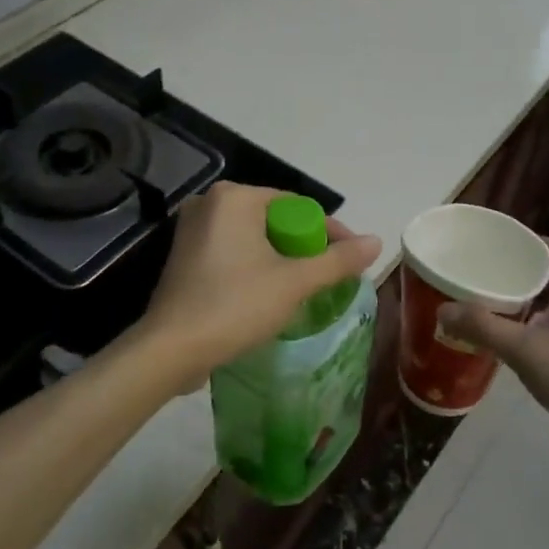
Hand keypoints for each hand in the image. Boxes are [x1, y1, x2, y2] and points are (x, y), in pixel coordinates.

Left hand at [140, 182, 381, 389]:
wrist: (171, 349)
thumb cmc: (236, 306)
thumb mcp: (295, 283)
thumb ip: (337, 261)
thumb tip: (376, 241)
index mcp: (234, 198)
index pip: (297, 206)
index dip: (330, 232)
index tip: (353, 259)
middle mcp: (209, 204)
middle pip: (274, 221)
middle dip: (304, 247)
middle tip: (328, 277)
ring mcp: (191, 231)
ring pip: (253, 238)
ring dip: (281, 259)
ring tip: (305, 288)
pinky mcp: (184, 258)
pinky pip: (232, 253)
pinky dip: (255, 267)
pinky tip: (269, 294)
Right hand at [439, 240, 548, 447]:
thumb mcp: (523, 350)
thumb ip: (483, 328)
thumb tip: (444, 309)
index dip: (536, 242)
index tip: (506, 247)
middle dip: (524, 275)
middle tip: (489, 280)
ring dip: (531, 305)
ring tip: (496, 311)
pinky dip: (539, 330)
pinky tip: (519, 347)